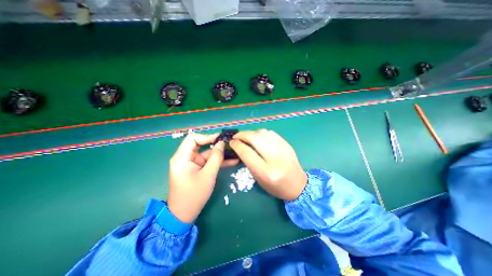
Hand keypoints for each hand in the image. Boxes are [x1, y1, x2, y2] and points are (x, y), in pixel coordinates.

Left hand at [169, 132, 239, 224]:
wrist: (184, 215)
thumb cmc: (194, 195)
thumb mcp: (208, 175)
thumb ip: (216, 157)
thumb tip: (222, 143)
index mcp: (182, 157)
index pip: (193, 138)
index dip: (207, 136)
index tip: (221, 138)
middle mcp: (185, 157)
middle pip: (201, 145)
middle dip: (216, 145)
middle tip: (229, 144)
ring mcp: (191, 163)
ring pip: (206, 154)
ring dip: (220, 154)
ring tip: (234, 152)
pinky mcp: (196, 169)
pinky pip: (207, 162)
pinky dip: (217, 161)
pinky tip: (231, 161)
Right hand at [229, 129, 306, 199]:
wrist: (297, 184)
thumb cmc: (275, 186)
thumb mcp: (258, 179)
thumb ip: (249, 162)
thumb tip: (240, 147)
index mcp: (266, 172)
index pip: (247, 153)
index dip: (237, 145)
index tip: (231, 142)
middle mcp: (275, 158)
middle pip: (255, 139)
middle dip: (242, 135)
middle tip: (236, 137)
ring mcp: (283, 148)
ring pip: (262, 133)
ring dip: (251, 133)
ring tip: (246, 137)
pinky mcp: (286, 144)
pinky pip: (270, 133)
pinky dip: (261, 133)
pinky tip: (258, 137)